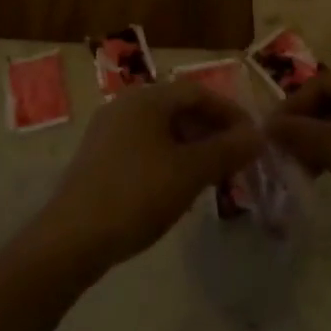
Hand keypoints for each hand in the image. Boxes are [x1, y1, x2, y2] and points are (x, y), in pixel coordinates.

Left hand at [36, 81, 262, 269]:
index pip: (198, 92)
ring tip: (213, 176)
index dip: (230, 113)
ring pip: (161, 129)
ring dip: (192, 147)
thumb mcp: (189, 173)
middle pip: (179, 108)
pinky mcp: (99, 156)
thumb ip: (226, 150)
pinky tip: (178, 188)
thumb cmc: (137, 195)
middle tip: (236, 160)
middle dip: (211, 131)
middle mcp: (125, 104)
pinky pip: (144, 146)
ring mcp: (108, 130)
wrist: (72, 238)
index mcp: (146, 98)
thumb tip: (258, 135)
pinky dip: (169, 158)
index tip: (253, 140)